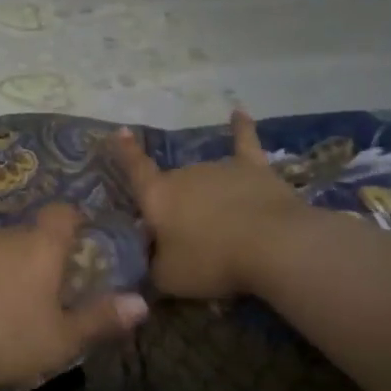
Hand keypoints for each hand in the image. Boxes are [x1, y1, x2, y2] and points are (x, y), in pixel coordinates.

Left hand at [0, 204, 149, 390]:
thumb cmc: (7, 339)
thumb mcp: (62, 339)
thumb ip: (102, 319)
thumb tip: (142, 303)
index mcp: (39, 246)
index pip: (63, 213)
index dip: (75, 221)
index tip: (81, 243)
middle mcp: (3, 236)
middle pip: (29, 233)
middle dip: (41, 253)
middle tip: (48, 289)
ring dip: (7, 266)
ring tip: (8, 304)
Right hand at [109, 108, 305, 299]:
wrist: (271, 245)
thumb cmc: (211, 261)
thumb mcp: (168, 278)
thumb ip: (154, 266)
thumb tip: (152, 261)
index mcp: (158, 196)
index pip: (136, 170)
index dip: (125, 152)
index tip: (119, 130)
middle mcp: (184, 174)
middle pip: (173, 185)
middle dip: (175, 206)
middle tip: (187, 239)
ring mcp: (220, 168)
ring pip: (204, 178)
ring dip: (205, 196)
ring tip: (219, 227)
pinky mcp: (254, 169)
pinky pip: (244, 143)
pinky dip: (242, 128)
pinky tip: (239, 112)